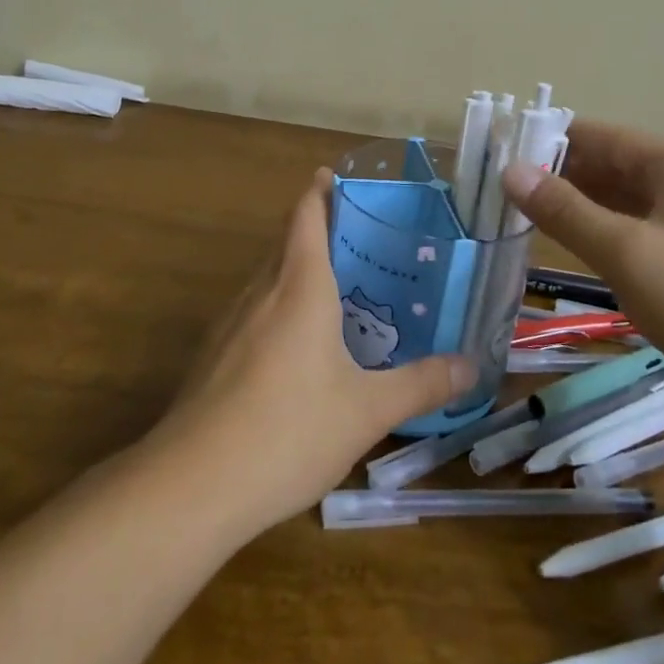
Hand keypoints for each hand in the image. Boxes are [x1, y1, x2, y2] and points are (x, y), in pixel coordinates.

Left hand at [152, 170, 475, 533]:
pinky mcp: (213, 356)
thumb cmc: (289, 430)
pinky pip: (253, 311)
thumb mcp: (368, 411)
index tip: (339, 179)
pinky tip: (299, 349)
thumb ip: (421, 384)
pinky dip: (278, 307)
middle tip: (363, 242)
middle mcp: (261, 291)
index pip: (305, 214)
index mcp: (299, 286)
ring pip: (268, 278)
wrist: (192, 484)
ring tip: (339, 292)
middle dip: (319, 231)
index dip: (320, 190)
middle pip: (287, 241)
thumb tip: (471, 365)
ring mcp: (230, 323)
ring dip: (298, 271)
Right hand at [502, 120, 663, 405]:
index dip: (550, 139)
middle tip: (500, 189)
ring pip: (621, 203)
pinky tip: (568, 248)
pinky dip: (600, 235)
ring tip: (520, 215)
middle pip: (611, 166)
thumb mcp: (626, 252)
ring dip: (576, 207)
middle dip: (558, 175)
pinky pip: (635, 235)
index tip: (500, 151)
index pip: (601, 135)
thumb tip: (509, 171)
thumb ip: (565, 210)